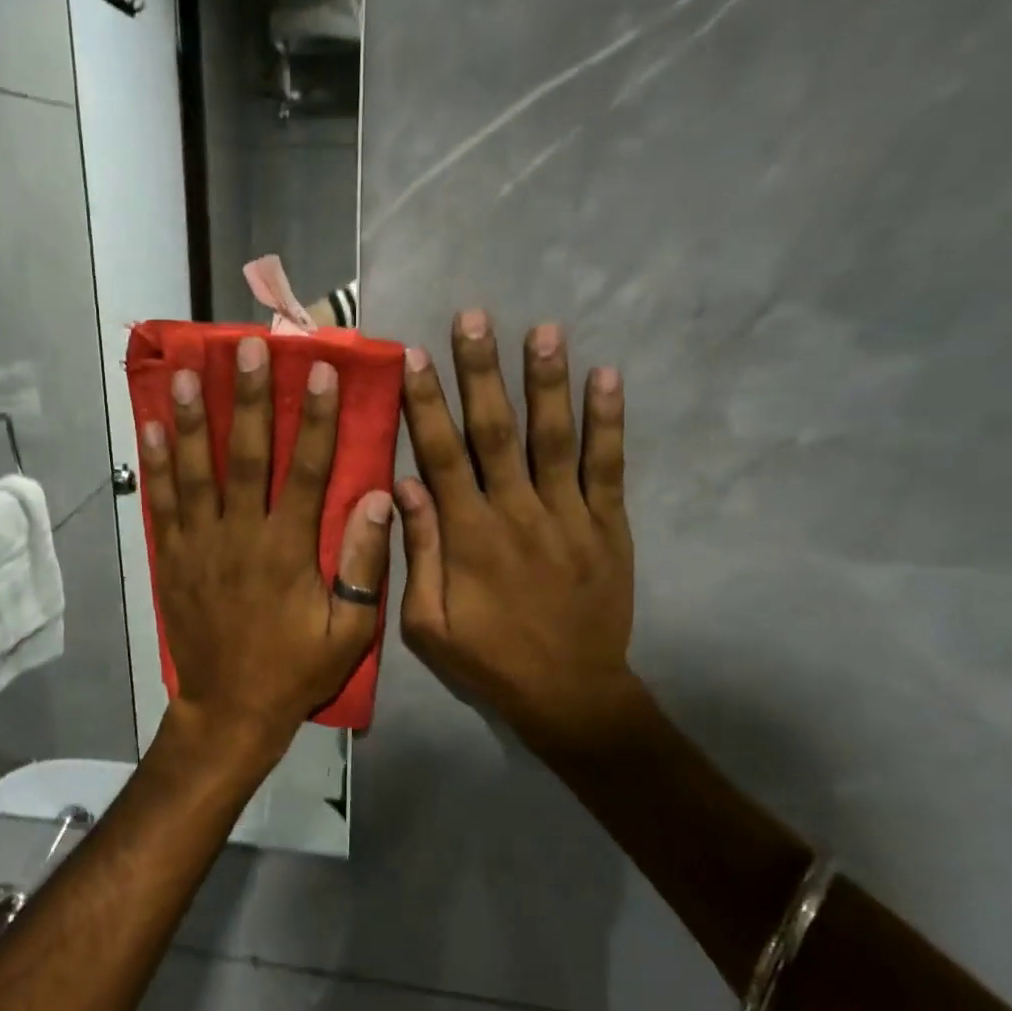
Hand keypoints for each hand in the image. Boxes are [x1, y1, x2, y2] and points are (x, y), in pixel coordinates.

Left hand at [138, 335, 394, 767]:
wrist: (230, 708)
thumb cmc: (295, 668)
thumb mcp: (349, 630)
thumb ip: (364, 564)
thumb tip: (382, 498)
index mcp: (288, 549)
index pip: (308, 471)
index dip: (317, 419)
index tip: (321, 371)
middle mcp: (241, 535)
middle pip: (246, 455)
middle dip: (249, 399)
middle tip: (249, 348)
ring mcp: (199, 544)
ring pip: (195, 471)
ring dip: (190, 420)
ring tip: (185, 373)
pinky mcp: (171, 558)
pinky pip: (162, 504)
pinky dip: (155, 465)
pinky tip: (149, 428)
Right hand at [395, 311, 637, 761]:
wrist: (570, 692)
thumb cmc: (489, 659)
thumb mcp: (427, 624)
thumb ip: (417, 554)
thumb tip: (403, 486)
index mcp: (468, 536)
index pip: (441, 455)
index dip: (426, 403)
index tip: (414, 356)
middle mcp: (517, 513)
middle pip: (495, 432)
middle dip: (481, 372)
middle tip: (474, 318)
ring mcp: (568, 516)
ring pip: (554, 438)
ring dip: (547, 382)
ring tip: (544, 330)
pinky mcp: (608, 526)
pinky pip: (608, 466)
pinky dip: (608, 421)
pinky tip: (607, 377)